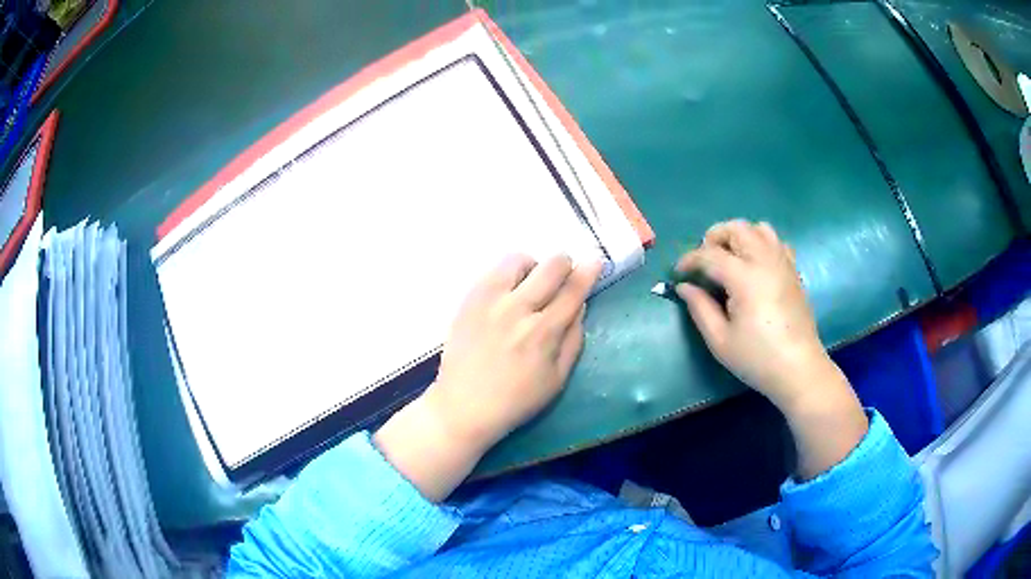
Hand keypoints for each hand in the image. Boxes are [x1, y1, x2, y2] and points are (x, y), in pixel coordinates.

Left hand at [375, 254, 601, 500]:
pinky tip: (507, 293)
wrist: (464, 406)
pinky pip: (492, 270)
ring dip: (533, 267)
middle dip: (565, 264)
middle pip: (551, 266)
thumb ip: (574, 339)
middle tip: (563, 275)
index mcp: (543, 332)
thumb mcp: (557, 379)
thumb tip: (580, 305)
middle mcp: (517, 309)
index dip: (589, 272)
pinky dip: (507, 274)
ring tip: (530, 285)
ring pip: (518, 259)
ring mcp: (489, 301)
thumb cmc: (516, 399)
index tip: (596, 261)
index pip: (573, 290)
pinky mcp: (469, 299)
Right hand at [675, 220, 825, 408]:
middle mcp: (765, 260)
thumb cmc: (757, 358)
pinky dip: (760, 243)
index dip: (689, 260)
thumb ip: (699, 308)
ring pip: (758, 228)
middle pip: (736, 228)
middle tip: (704, 262)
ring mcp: (782, 263)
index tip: (678, 273)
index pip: (710, 254)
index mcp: (744, 278)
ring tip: (729, 258)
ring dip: (739, 236)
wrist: (798, 369)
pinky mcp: (793, 270)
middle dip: (714, 238)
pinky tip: (754, 265)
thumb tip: (684, 287)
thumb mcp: (720, 340)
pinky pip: (776, 241)